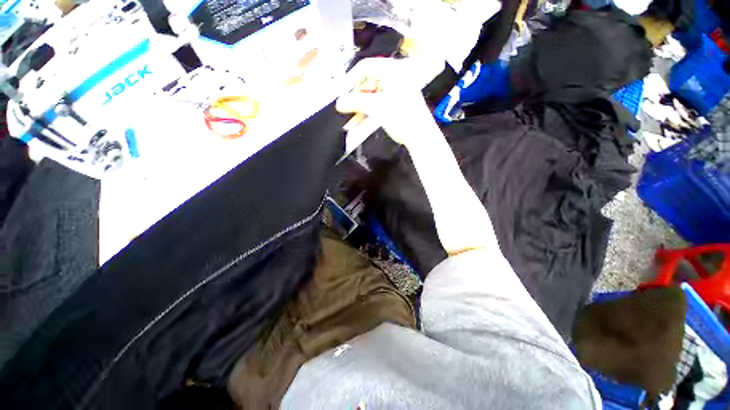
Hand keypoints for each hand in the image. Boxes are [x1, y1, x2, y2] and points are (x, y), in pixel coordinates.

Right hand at [336, 58, 438, 146]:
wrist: (420, 136)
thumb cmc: (402, 117)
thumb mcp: (376, 107)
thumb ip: (355, 102)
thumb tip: (338, 103)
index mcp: (392, 70)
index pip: (364, 67)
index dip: (350, 80)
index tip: (341, 94)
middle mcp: (394, 77)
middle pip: (367, 82)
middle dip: (355, 97)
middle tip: (346, 109)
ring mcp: (396, 91)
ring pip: (371, 95)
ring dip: (360, 107)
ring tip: (351, 120)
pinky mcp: (396, 104)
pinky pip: (377, 104)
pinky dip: (368, 112)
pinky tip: (359, 122)